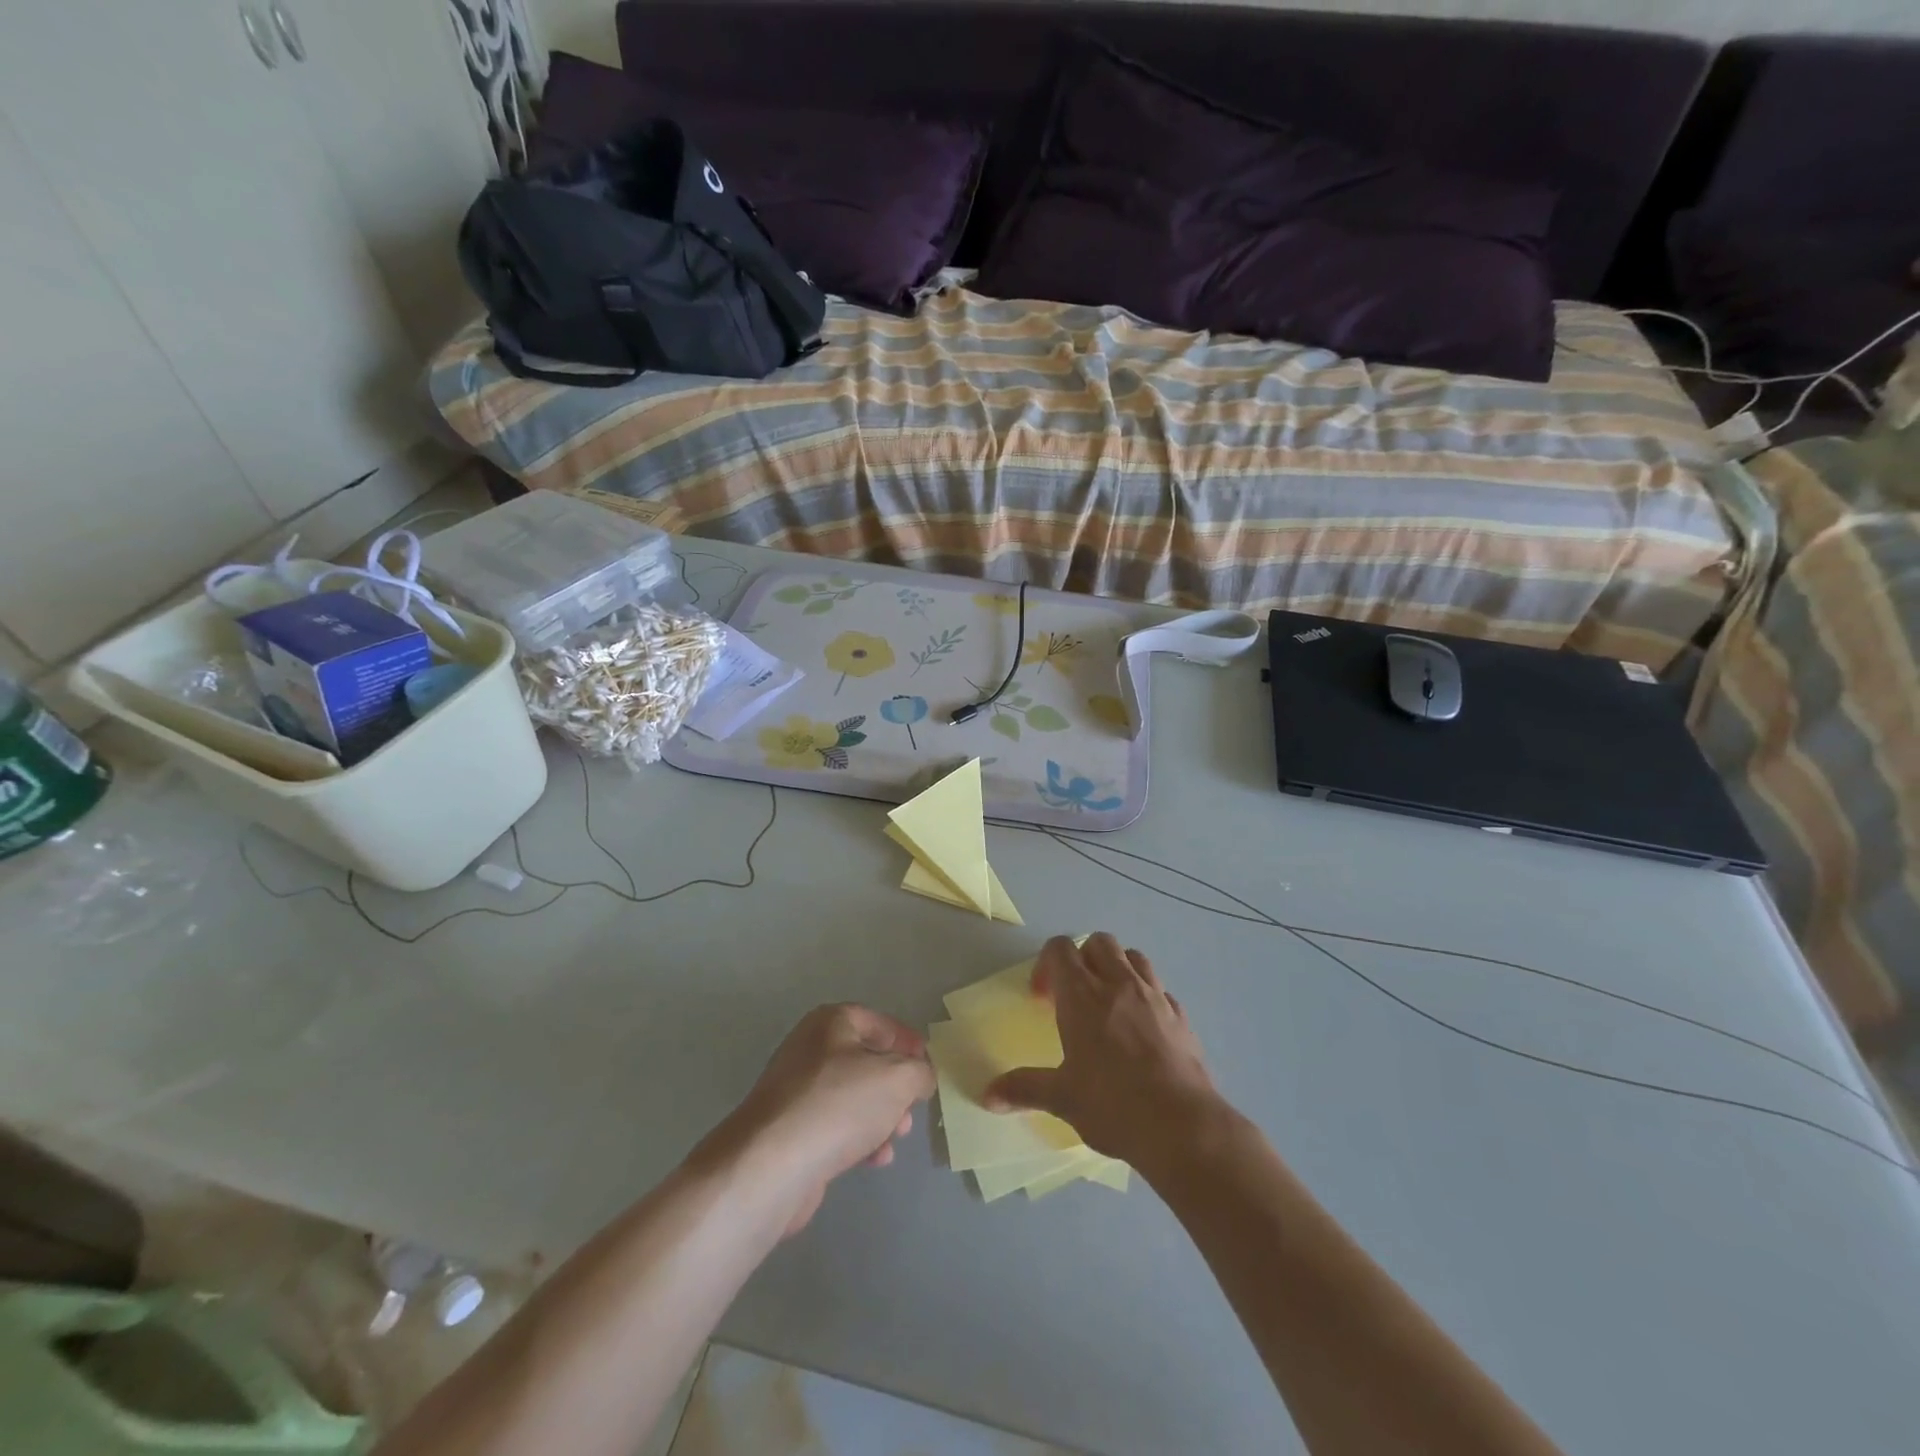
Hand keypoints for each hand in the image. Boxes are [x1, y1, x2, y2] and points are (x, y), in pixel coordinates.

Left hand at [704, 1004, 934, 1236]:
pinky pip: (834, 1126)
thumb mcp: (898, 1078)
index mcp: (831, 1023)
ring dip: (880, 1116)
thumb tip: (921, 1075)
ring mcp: (796, 1091)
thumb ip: (919, 1072)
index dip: (906, 1041)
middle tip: (912, 1108)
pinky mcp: (790, 1131)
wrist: (773, 1164)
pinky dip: (858, 1139)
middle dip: (895, 1086)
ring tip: (897, 1138)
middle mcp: (810, 1049)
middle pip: (865, 1061)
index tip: (927, 1063)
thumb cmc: (839, 1104)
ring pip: (851, 1097)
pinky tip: (875, 1160)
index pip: (877, 1022)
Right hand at [983, 934, 1219, 1166]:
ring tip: (1110, 1003)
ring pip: (1134, 957)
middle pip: (1099, 942)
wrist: (1183, 1126)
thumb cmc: (1113, 1106)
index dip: (1047, 965)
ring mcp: (1154, 996)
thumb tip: (989, 1095)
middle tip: (1075, 995)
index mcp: (1083, 995)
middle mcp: (1119, 984)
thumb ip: (1024, 1089)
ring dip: (1117, 968)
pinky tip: (1143, 1029)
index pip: (1060, 949)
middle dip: (1082, 958)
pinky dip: (1147, 996)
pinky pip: (1160, 990)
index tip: (1043, 998)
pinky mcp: (1181, 1016)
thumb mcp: (1062, 1099)